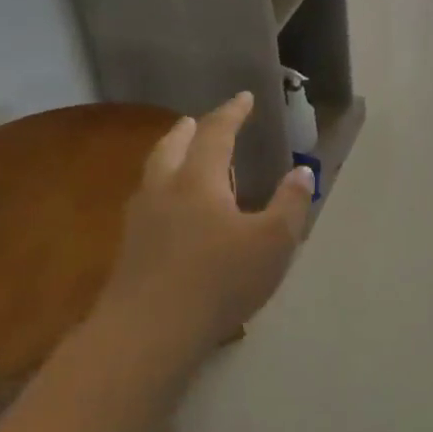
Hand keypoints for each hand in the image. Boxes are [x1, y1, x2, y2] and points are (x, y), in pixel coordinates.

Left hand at [93, 92, 313, 363]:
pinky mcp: (130, 250)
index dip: (231, 113)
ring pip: (154, 173)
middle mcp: (164, 190)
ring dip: (170, 156)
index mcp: (199, 180)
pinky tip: (171, 211)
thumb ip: (291, 203)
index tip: (244, 97)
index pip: (216, 133)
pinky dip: (163, 189)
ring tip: (184, 158)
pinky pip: (148, 202)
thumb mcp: (274, 242)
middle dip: (190, 130)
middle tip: (199, 121)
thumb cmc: (219, 281)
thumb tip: (302, 171)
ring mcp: (141, 220)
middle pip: (172, 146)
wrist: (148, 334)